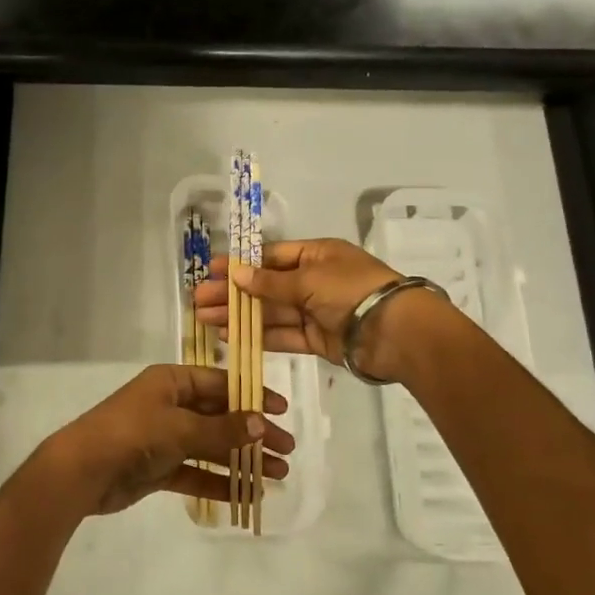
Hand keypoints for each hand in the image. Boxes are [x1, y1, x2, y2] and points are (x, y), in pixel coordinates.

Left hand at [39, 364, 294, 515]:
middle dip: (253, 432)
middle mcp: (170, 405)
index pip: (221, 383)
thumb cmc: (132, 434)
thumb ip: (221, 429)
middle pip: (220, 416)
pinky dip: (219, 482)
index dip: (252, 396)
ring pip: (211, 446)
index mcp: (172, 382)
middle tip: (287, 450)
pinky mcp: (159, 468)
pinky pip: (197, 472)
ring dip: (242, 459)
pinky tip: (247, 494)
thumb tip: (260, 423)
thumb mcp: (180, 427)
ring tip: (277, 475)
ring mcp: (164, 437)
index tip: (282, 411)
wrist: (82, 471)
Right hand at [193, 238, 451, 382]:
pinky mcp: (318, 340)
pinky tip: (232, 336)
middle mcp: (315, 280)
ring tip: (205, 320)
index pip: (271, 257)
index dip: (241, 264)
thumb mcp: (308, 279)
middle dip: (233, 293)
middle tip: (199, 300)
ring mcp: (316, 311)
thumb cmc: (351, 291)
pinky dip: (259, 335)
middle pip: (266, 286)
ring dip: (240, 315)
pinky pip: (283, 335)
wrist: (395, 332)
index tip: (212, 271)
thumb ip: (270, 282)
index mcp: (317, 255)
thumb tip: (236, 275)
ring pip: (271, 312)